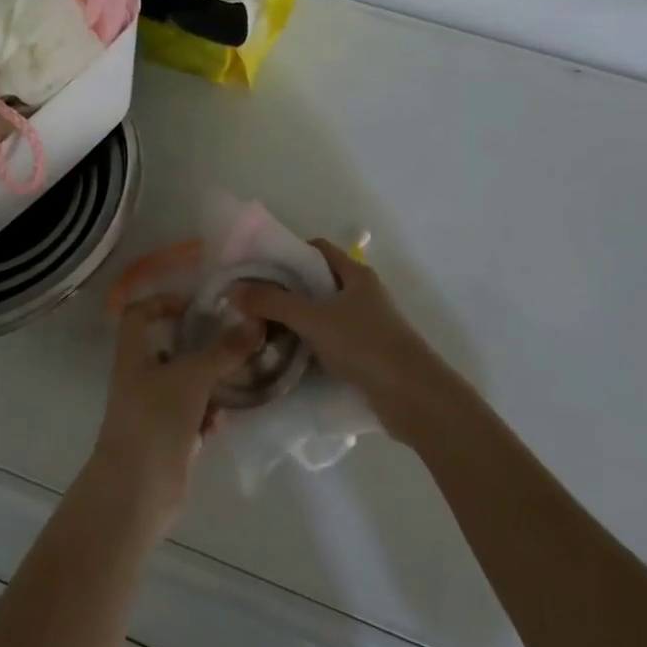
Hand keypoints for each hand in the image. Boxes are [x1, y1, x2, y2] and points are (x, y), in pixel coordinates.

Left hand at [91, 293, 261, 517]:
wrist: (136, 490)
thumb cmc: (155, 420)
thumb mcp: (193, 377)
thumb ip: (224, 351)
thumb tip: (255, 322)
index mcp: (133, 356)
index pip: (137, 315)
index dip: (161, 303)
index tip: (195, 306)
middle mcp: (139, 380)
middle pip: (168, 351)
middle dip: (200, 348)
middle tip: (232, 343)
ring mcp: (153, 412)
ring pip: (185, 386)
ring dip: (209, 384)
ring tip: (237, 381)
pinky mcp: (168, 440)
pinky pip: (192, 418)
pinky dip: (207, 417)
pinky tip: (221, 422)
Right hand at [229, 239, 467, 448]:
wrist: (414, 396)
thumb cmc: (365, 344)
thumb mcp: (313, 319)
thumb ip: (272, 303)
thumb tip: (232, 289)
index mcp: (355, 274)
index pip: (317, 249)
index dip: (288, 253)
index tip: (259, 268)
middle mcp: (363, 293)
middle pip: (318, 281)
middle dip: (286, 289)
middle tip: (253, 302)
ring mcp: (367, 324)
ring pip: (324, 313)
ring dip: (297, 320)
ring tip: (262, 330)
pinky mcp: (368, 353)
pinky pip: (332, 339)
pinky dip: (311, 343)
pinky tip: (289, 356)